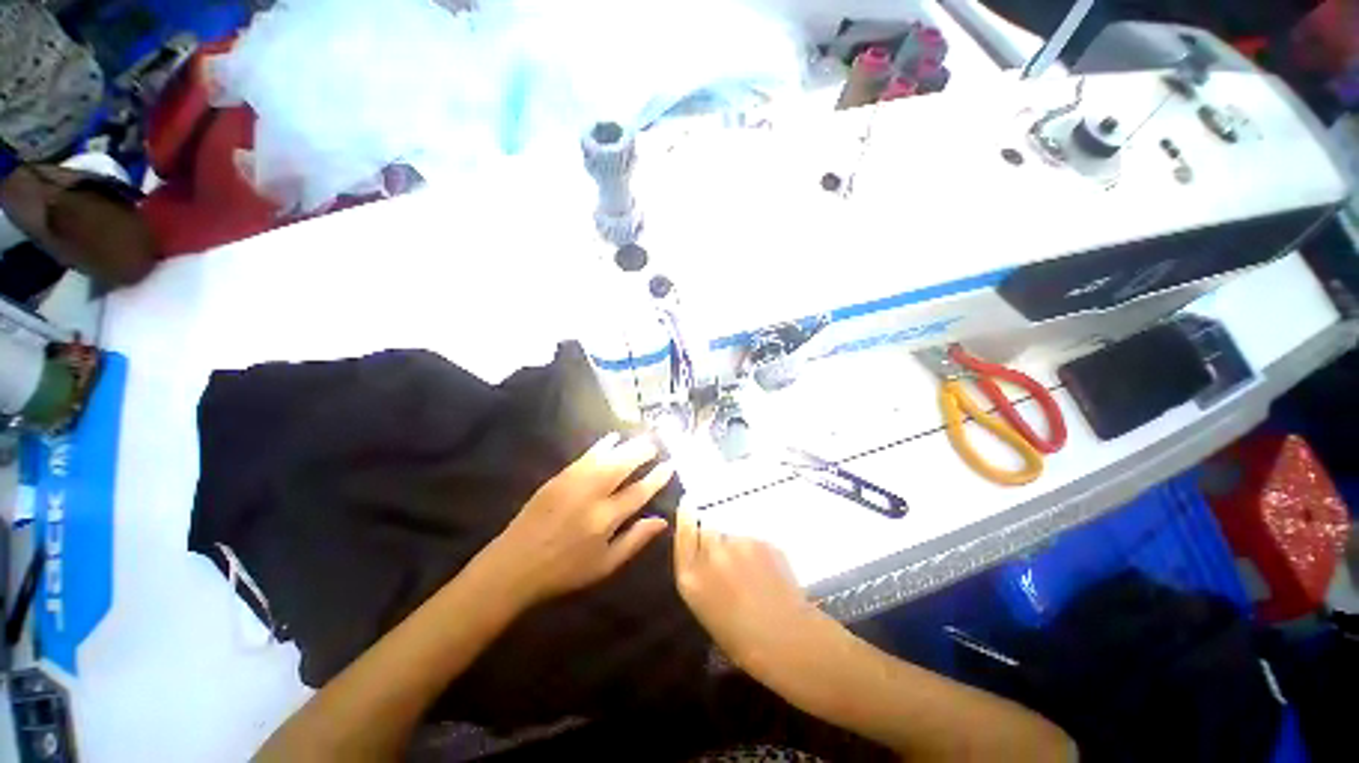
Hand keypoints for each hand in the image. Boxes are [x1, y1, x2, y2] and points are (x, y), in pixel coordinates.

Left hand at [476, 433, 673, 606]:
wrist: (514, 565)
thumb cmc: (564, 571)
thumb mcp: (605, 565)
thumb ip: (635, 540)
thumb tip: (662, 521)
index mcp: (605, 519)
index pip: (639, 492)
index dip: (657, 477)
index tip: (671, 464)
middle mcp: (591, 495)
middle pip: (623, 465)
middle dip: (642, 451)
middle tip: (657, 442)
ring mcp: (573, 483)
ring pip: (606, 456)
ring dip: (626, 445)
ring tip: (642, 438)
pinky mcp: (558, 477)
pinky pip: (586, 456)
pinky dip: (602, 445)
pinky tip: (612, 438)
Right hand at [673, 512, 830, 675]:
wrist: (785, 639)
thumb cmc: (740, 640)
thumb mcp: (705, 609)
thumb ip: (700, 576)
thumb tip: (706, 556)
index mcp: (691, 577)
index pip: (683, 533)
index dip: (686, 519)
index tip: (687, 507)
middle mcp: (710, 553)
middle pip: (708, 532)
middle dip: (716, 543)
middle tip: (731, 565)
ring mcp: (737, 544)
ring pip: (733, 538)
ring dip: (738, 550)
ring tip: (753, 575)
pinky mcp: (761, 541)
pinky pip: (754, 542)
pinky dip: (758, 554)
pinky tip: (768, 575)